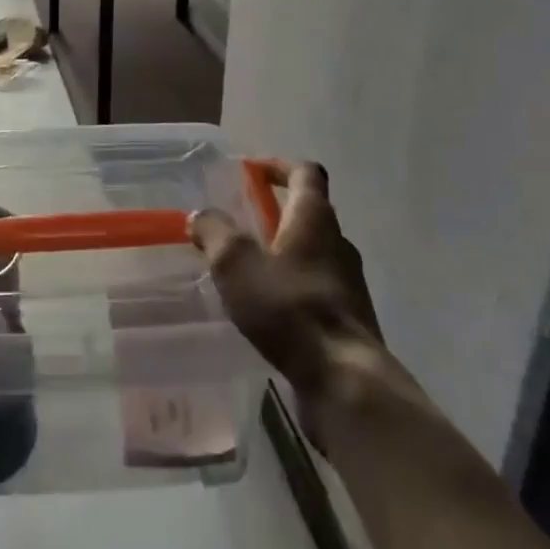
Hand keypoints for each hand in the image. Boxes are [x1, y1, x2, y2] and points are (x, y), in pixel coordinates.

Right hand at [190, 161, 414, 434]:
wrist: (345, 382)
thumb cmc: (289, 308)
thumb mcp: (236, 263)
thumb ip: (215, 232)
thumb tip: (201, 216)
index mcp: (315, 218)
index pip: (305, 172)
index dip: (279, 166)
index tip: (253, 172)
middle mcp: (338, 242)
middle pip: (310, 213)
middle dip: (276, 213)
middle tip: (241, 223)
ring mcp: (348, 283)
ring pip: (313, 253)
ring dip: (283, 253)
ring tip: (248, 269)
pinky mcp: (348, 319)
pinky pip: (316, 288)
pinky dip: (292, 287)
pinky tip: (267, 309)